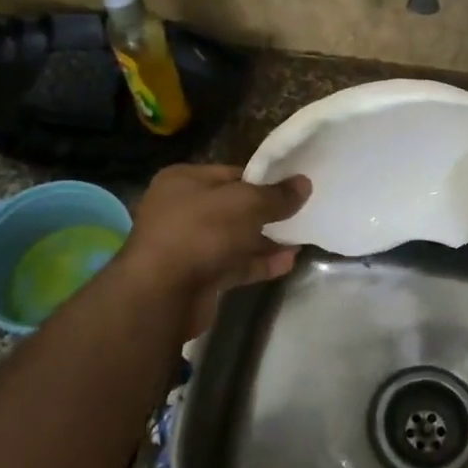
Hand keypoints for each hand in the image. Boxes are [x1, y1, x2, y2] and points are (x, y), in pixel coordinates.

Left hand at [115, 165, 308, 334]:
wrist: (162, 294)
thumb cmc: (200, 232)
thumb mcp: (245, 203)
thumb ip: (276, 195)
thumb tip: (304, 183)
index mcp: (183, 181)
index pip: (231, 174)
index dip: (263, 180)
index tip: (292, 188)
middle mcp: (181, 209)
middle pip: (233, 207)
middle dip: (266, 212)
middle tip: (300, 214)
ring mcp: (188, 245)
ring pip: (235, 238)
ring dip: (266, 240)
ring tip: (300, 239)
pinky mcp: (198, 276)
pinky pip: (234, 265)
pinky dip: (259, 263)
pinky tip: (288, 262)